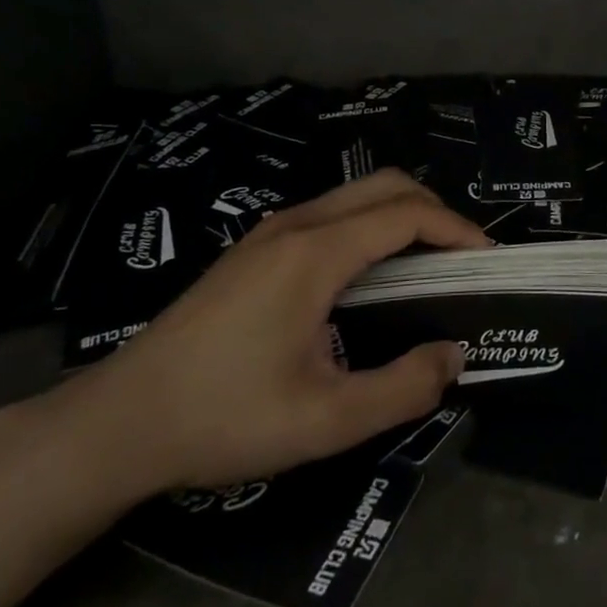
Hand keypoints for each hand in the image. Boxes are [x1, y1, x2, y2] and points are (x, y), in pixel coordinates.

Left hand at [47, 170, 487, 499]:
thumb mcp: (326, 421)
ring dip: (400, 215)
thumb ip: (402, 389)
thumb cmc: (223, 418)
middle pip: (384, 185)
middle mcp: (295, 225)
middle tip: (463, 258)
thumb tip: (454, 356)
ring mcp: (269, 232)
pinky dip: (370, 226)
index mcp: (315, 253)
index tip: (488, 260)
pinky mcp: (254, 249)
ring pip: (355, 196)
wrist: (118, 422)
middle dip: (435, 209)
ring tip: (427, 266)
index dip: (457, 229)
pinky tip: (370, 278)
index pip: (406, 214)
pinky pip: (330, 215)